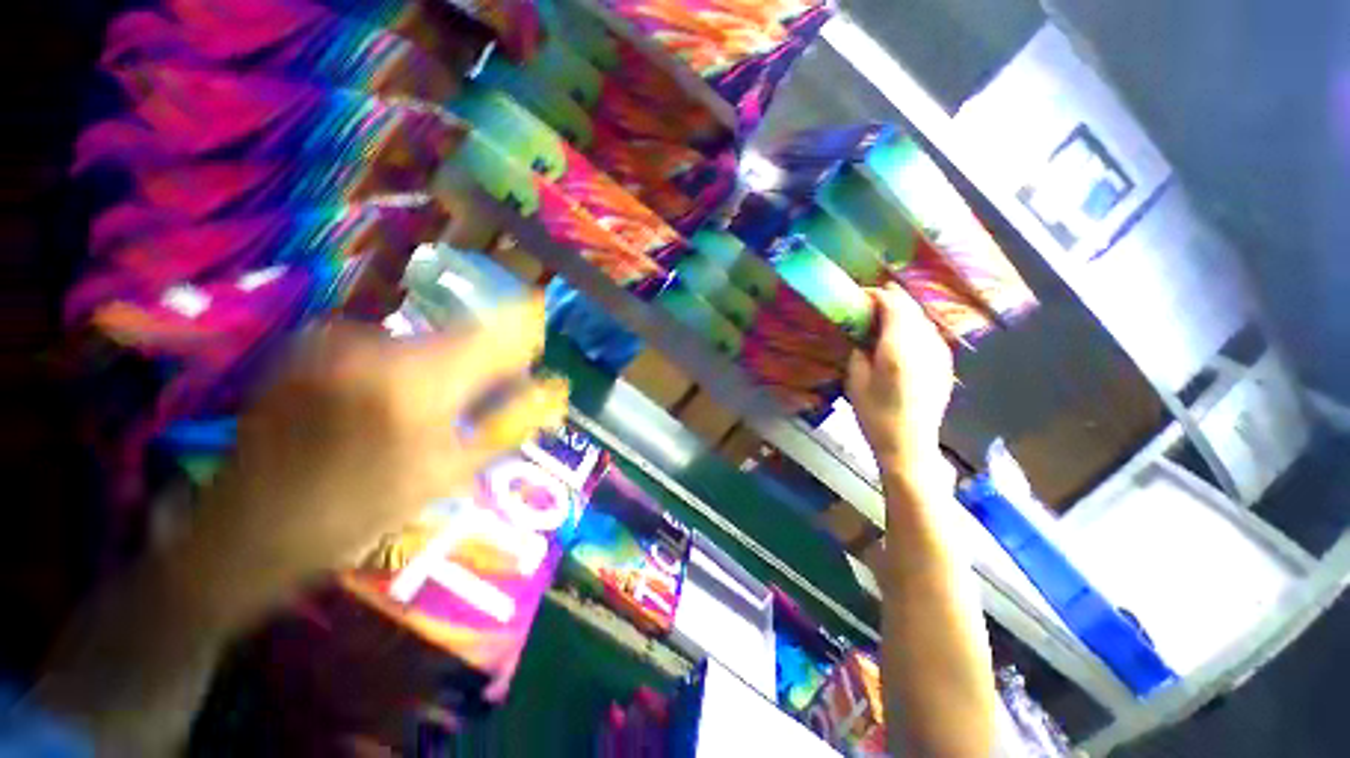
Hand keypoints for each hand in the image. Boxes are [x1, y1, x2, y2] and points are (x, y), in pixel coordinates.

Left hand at [193, 297, 561, 607]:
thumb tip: (550, 392)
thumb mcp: (448, 475)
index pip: (494, 335)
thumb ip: (507, 425)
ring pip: (422, 341)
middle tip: (495, 385)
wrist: (251, 528)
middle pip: (459, 335)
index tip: (538, 335)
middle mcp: (377, 348)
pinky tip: (394, 398)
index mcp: (417, 385)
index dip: (523, 329)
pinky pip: (385, 345)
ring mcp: (336, 341)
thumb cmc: (360, 511)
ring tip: (440, 401)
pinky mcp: (312, 344)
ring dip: (445, 362)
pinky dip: (406, 363)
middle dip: (487, 355)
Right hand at [845, 283, 954, 481]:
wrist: (909, 444)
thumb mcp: (855, 380)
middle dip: (888, 301)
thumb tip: (862, 333)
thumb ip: (859, 349)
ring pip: (921, 318)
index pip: (892, 303)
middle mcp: (925, 343)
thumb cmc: (875, 415)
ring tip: (880, 324)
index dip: (875, 295)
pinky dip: (912, 328)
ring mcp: (939, 352)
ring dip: (901, 314)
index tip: (858, 297)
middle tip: (866, 309)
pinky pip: (928, 333)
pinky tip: (898, 342)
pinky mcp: (944, 363)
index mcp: (899, 347)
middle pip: (909, 307)